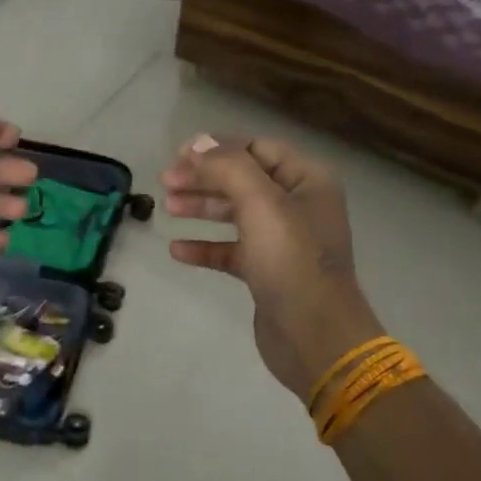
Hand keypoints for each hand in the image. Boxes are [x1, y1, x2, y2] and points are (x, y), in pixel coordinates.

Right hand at [161, 134, 385, 402]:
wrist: (314, 336)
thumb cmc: (290, 261)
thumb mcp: (260, 203)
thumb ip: (228, 167)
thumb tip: (198, 144)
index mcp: (307, 180)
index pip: (257, 148)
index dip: (218, 148)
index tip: (179, 155)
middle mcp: (298, 205)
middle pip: (243, 179)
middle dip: (204, 177)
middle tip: (166, 182)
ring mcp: (283, 241)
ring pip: (235, 213)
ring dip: (202, 207)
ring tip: (167, 207)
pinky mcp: (268, 272)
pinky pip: (231, 250)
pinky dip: (206, 246)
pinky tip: (176, 250)